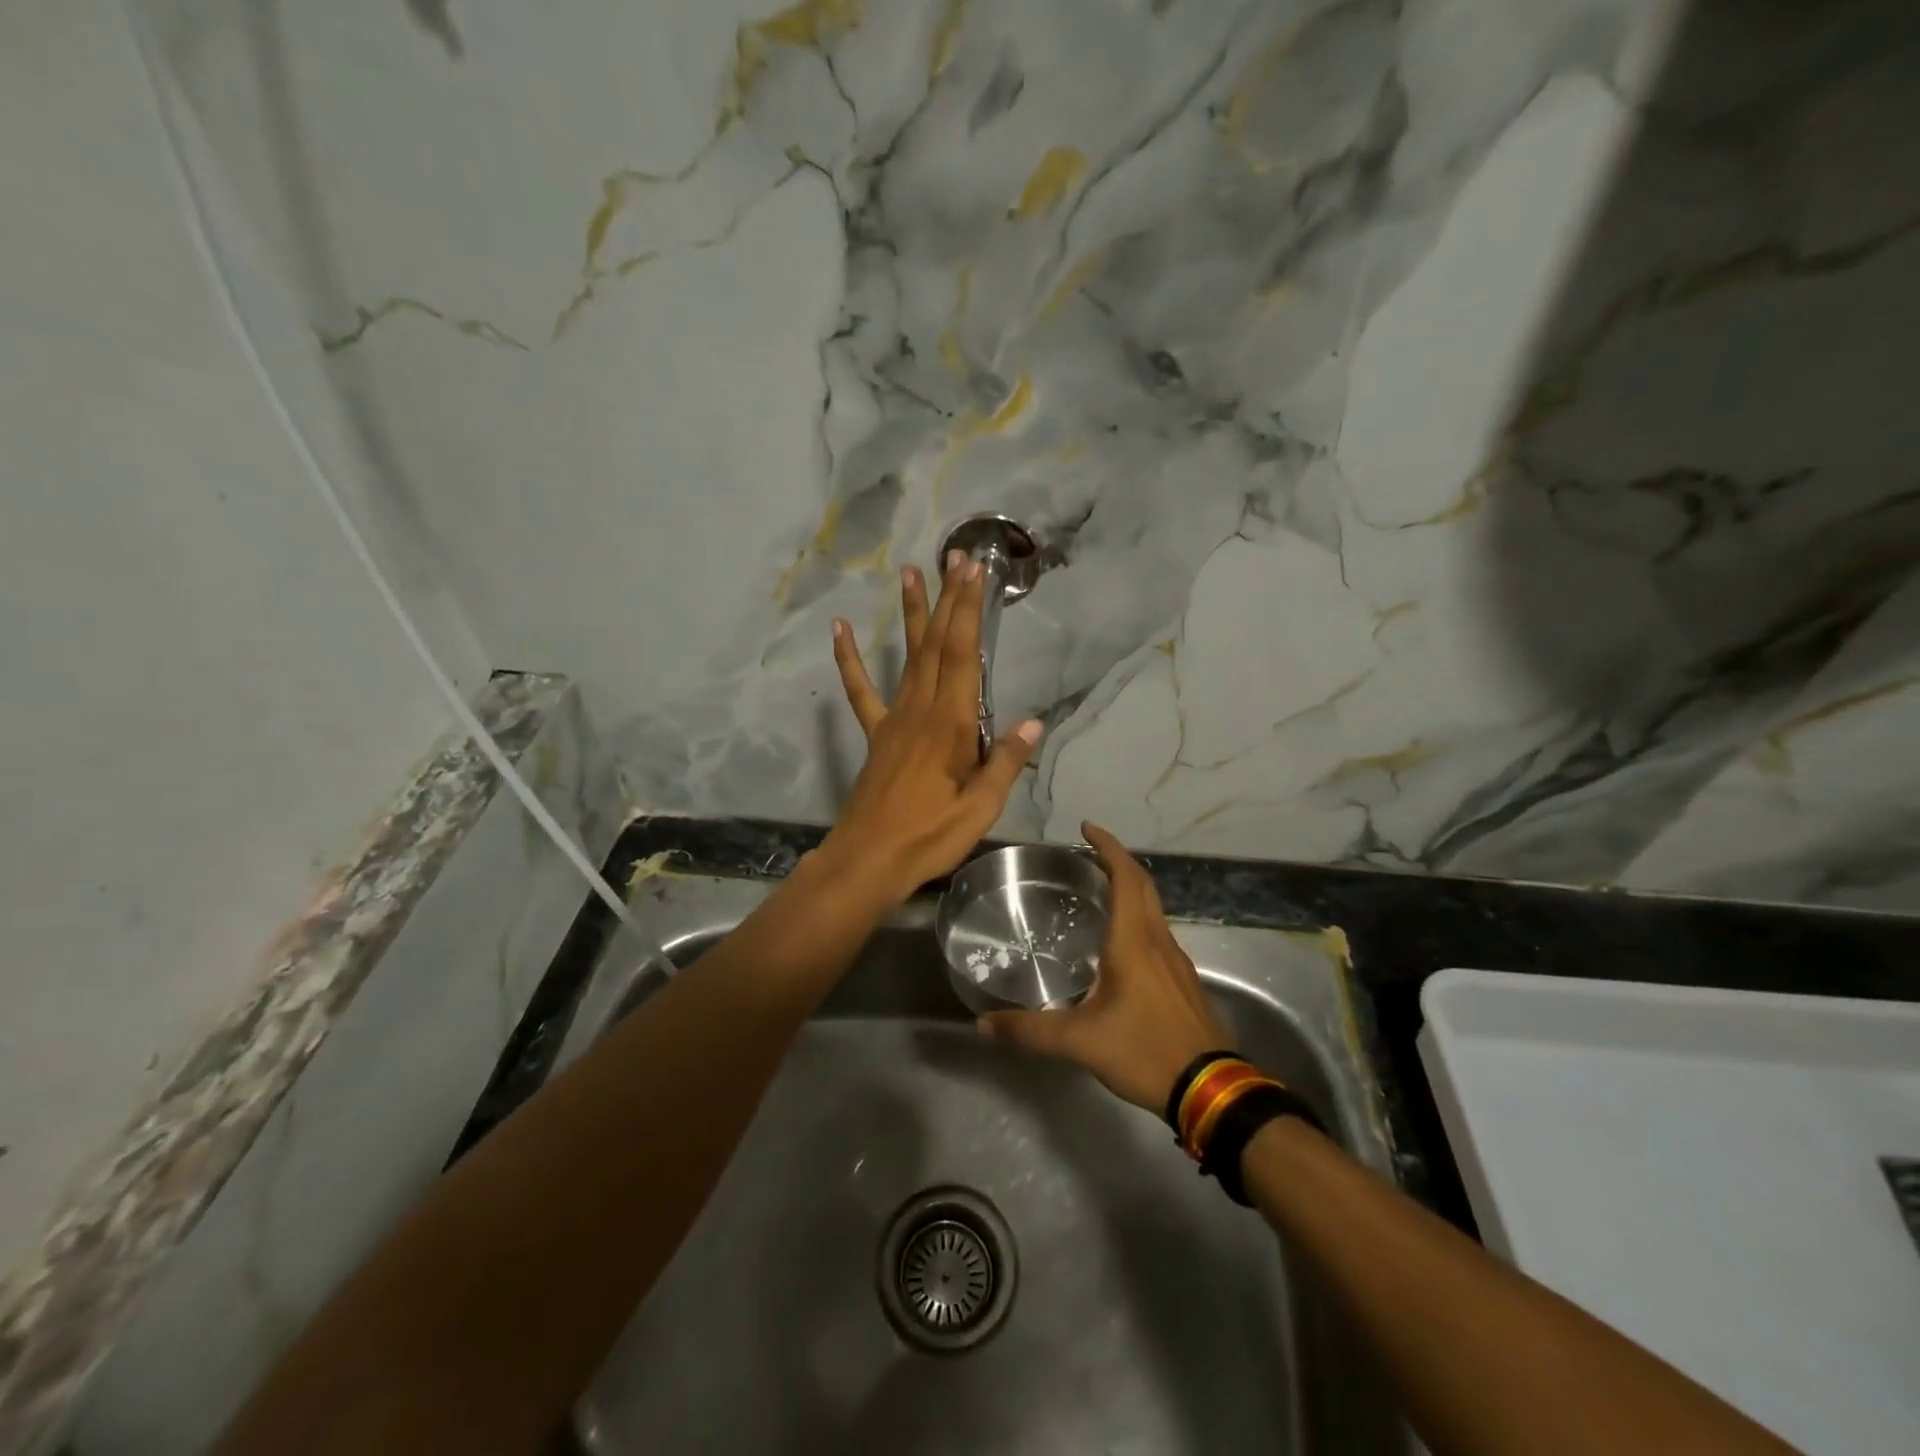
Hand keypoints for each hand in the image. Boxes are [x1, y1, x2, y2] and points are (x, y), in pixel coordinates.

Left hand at [820, 552, 1041, 904]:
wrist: (869, 859)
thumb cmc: (929, 835)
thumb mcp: (980, 808)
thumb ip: (1004, 762)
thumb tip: (1034, 723)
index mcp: (950, 724)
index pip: (963, 655)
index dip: (969, 611)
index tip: (974, 572)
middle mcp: (921, 710)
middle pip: (936, 645)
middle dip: (948, 599)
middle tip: (953, 557)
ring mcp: (894, 720)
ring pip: (906, 658)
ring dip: (911, 615)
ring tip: (908, 573)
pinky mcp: (876, 735)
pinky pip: (861, 692)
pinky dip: (849, 660)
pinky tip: (839, 630)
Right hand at [979, 823, 1230, 1111]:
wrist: (1212, 1089)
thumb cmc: (1145, 1051)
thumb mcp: (1081, 1043)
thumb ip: (1030, 1031)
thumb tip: (984, 1025)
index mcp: (1134, 942)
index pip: (1125, 878)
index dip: (1108, 847)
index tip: (1087, 828)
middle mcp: (1159, 942)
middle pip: (1143, 885)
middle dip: (1118, 861)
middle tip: (1089, 853)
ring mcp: (1177, 962)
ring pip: (1154, 910)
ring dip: (1130, 890)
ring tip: (1099, 892)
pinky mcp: (1184, 982)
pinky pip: (1159, 934)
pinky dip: (1139, 919)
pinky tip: (1121, 945)